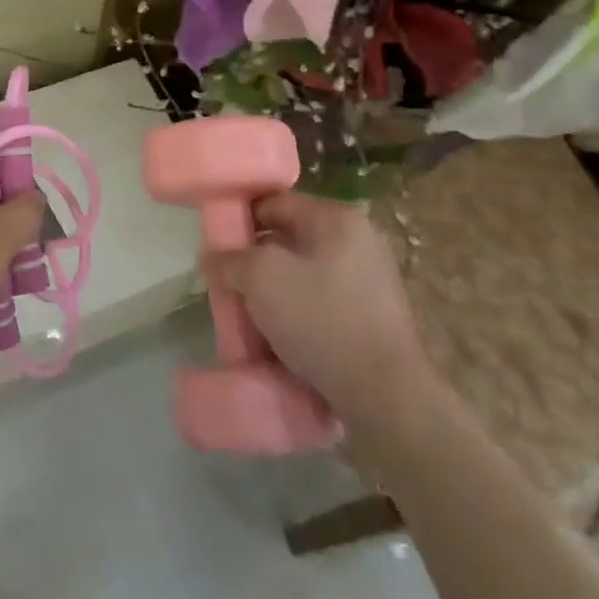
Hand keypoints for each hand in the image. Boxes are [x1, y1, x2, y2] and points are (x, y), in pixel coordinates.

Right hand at [204, 193, 434, 434]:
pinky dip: (296, 316)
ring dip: (273, 293)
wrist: (387, 396)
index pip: (275, 203)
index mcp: (338, 219)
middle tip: (227, 283)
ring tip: (248, 316)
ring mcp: (370, 282)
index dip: (239, 219)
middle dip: (254, 261)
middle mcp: (360, 242)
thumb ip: (229, 259)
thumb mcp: (261, 278)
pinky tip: (278, 340)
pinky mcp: (373, 320)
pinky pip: (320, 305)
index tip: (215, 245)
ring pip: (303, 276)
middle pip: (288, 240)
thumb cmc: (322, 320)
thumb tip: (211, 257)